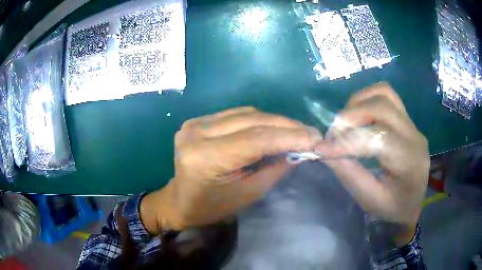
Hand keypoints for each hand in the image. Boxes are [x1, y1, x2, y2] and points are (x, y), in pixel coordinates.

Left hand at [141, 107, 321, 232]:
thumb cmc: (211, 206)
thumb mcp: (247, 194)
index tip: (315, 138)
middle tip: (310, 132)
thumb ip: (274, 169)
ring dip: (274, 121)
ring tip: (296, 130)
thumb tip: (299, 149)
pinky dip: (258, 120)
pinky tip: (273, 127)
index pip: (256, 139)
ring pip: (246, 113)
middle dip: (286, 125)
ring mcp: (195, 123)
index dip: (289, 136)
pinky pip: (235, 114)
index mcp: (206, 157)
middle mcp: (197, 133)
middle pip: (251, 121)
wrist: (179, 200)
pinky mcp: (197, 121)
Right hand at [315, 83, 429, 227]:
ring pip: (384, 93)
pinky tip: (358, 114)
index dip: (347, 141)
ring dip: (358, 102)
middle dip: (351, 116)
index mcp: (410, 162)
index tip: (322, 149)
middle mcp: (415, 136)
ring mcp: (413, 124)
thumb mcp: (370, 200)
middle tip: (333, 134)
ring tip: (345, 122)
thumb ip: (349, 174)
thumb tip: (325, 151)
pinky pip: (387, 95)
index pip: (378, 138)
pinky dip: (367, 98)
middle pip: (382, 107)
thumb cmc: (393, 208)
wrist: (413, 203)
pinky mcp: (407, 119)